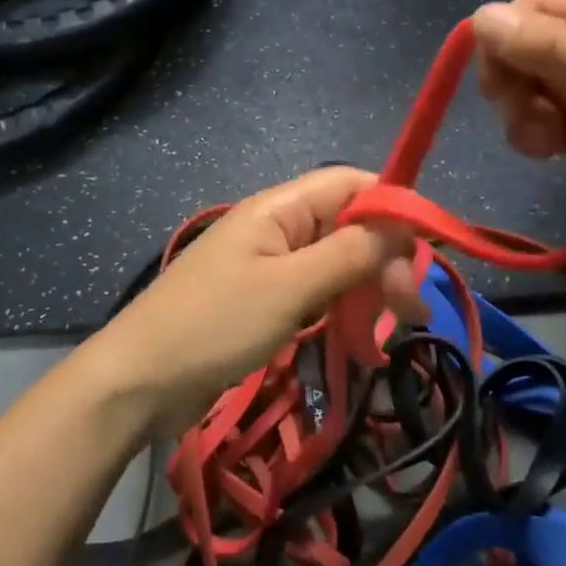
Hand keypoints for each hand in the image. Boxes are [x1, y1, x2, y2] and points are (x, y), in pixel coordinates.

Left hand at [90, 167, 420, 435]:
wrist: (139, 382)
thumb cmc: (214, 325)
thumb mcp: (288, 288)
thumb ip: (347, 253)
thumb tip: (399, 225)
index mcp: (278, 208)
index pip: (350, 183)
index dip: (392, 205)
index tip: (427, 248)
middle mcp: (277, 227)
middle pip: (348, 225)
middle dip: (385, 258)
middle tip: (410, 309)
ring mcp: (270, 266)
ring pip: (336, 262)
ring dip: (368, 288)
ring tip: (392, 327)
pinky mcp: (265, 301)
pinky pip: (316, 292)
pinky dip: (342, 309)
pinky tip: (359, 338)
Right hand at [471, 0, 565, 278]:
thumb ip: (551, 48)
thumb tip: (480, 15)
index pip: (538, 7)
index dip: (507, 36)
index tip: (497, 80)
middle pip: (528, 47)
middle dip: (514, 81)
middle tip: (523, 117)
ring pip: (529, 87)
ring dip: (523, 114)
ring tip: (545, 145)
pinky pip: (544, 121)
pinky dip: (537, 135)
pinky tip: (553, 154)